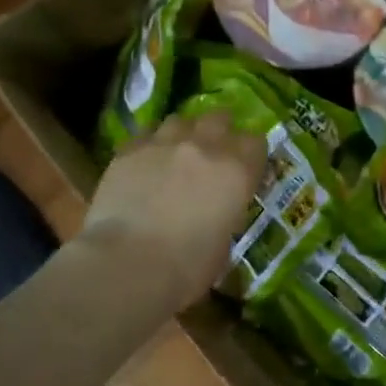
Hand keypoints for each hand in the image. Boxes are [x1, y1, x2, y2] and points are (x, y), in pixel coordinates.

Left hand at [78, 111, 266, 313]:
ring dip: (183, 133)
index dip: (251, 155)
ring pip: (180, 120)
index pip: (256, 143)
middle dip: (220, 131)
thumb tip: (216, 214)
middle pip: (219, 119)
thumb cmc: (187, 266)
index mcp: (237, 171)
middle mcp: (205, 147)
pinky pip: (146, 134)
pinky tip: (146, 163)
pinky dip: (151, 145)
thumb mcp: (224, 245)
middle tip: (213, 152)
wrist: (128, 262)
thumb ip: (225, 215)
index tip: (246, 169)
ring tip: (177, 153)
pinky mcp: (129, 149)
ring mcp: (164, 143)